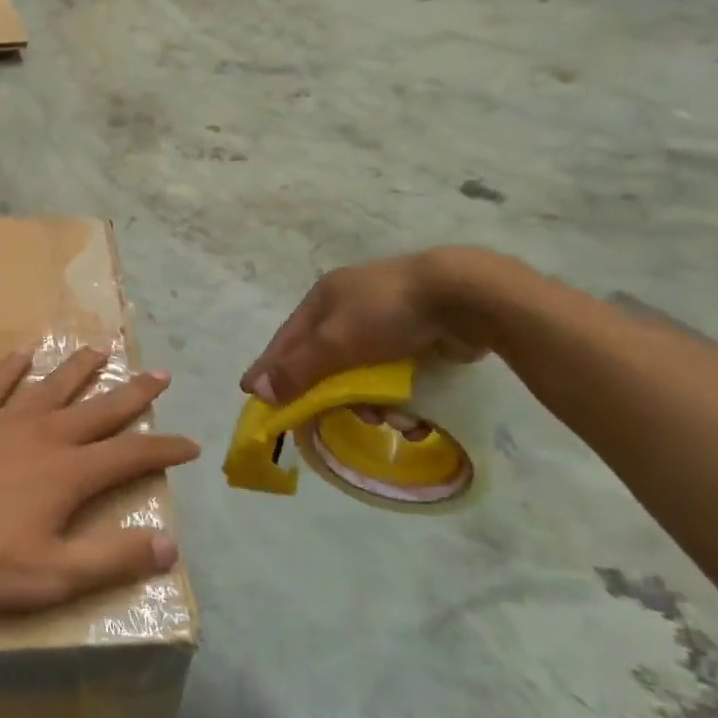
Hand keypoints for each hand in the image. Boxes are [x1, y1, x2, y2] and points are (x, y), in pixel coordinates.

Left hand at [0, 348, 198, 610]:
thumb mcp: (51, 574)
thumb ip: (110, 559)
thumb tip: (170, 546)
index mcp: (68, 472)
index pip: (130, 456)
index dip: (163, 449)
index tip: (190, 443)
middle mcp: (44, 434)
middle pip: (99, 409)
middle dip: (134, 394)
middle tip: (160, 374)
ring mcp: (3, 418)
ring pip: (52, 386)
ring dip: (80, 369)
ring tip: (102, 350)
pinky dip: (11, 367)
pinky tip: (22, 353)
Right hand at [241, 248, 497, 405]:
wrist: (466, 296)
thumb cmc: (388, 313)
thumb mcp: (334, 343)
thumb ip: (296, 369)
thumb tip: (255, 391)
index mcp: (323, 299)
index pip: (286, 340)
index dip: (269, 367)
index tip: (251, 394)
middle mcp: (349, 308)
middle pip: (325, 362)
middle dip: (333, 395)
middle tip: (333, 421)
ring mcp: (387, 323)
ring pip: (363, 374)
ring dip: (374, 404)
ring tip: (393, 420)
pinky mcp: (419, 339)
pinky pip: (396, 377)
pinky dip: (401, 399)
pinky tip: (415, 418)